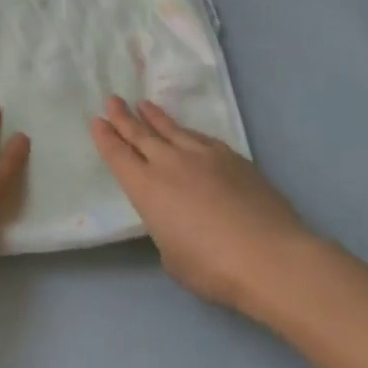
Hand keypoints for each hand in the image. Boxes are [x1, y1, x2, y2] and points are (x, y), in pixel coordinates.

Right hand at [91, 96, 311, 314]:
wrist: (269, 256)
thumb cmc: (211, 267)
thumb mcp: (172, 255)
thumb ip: (168, 230)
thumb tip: (179, 220)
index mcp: (146, 189)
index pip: (118, 156)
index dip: (106, 137)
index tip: (97, 120)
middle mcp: (170, 164)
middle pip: (141, 134)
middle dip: (124, 117)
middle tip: (112, 100)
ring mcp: (204, 157)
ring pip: (173, 130)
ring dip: (156, 117)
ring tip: (144, 105)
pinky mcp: (234, 159)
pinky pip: (201, 138)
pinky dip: (188, 132)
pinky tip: (188, 132)